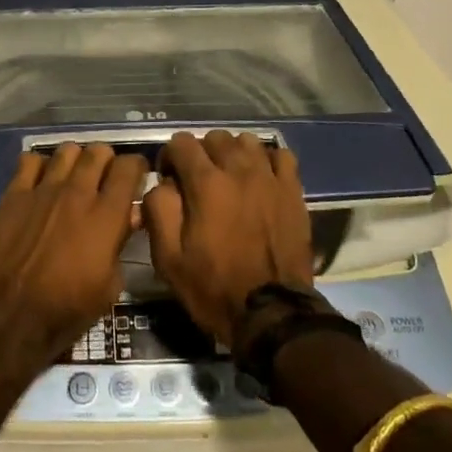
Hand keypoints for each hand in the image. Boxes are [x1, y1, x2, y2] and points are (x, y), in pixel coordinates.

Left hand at [0, 143, 144, 366]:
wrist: (10, 315)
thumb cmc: (67, 309)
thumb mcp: (110, 285)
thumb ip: (121, 242)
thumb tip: (130, 215)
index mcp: (106, 215)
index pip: (128, 167)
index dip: (136, 167)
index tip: (136, 176)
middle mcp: (77, 192)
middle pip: (98, 151)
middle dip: (106, 161)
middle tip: (104, 178)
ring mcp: (44, 189)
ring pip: (67, 150)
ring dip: (76, 160)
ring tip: (74, 176)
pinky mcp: (15, 193)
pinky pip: (30, 160)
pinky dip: (40, 165)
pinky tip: (42, 181)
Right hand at [144, 130, 313, 345]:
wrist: (272, 314)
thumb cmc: (214, 288)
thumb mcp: (168, 258)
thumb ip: (158, 209)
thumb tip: (162, 183)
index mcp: (205, 183)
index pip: (181, 142)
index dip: (169, 157)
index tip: (169, 179)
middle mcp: (238, 170)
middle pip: (214, 137)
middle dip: (200, 153)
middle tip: (198, 181)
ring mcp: (270, 178)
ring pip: (247, 141)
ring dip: (233, 153)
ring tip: (229, 178)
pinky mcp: (293, 191)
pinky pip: (280, 156)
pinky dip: (267, 160)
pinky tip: (260, 179)